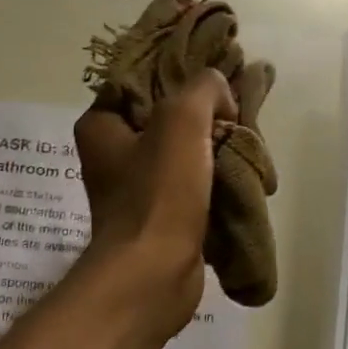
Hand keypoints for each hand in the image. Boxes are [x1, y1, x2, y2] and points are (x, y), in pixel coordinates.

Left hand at [73, 69, 235, 330]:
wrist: (155, 272)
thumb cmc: (159, 192)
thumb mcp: (182, 119)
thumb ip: (205, 89)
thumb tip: (222, 99)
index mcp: (101, 126)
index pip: (142, 82)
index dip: (180, 76)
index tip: (217, 80)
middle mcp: (113, 155)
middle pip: (167, 118)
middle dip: (206, 115)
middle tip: (236, 114)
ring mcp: (137, 189)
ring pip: (184, 152)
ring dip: (215, 148)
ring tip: (246, 144)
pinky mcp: (161, 216)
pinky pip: (193, 184)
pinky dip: (216, 179)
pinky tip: (241, 175)